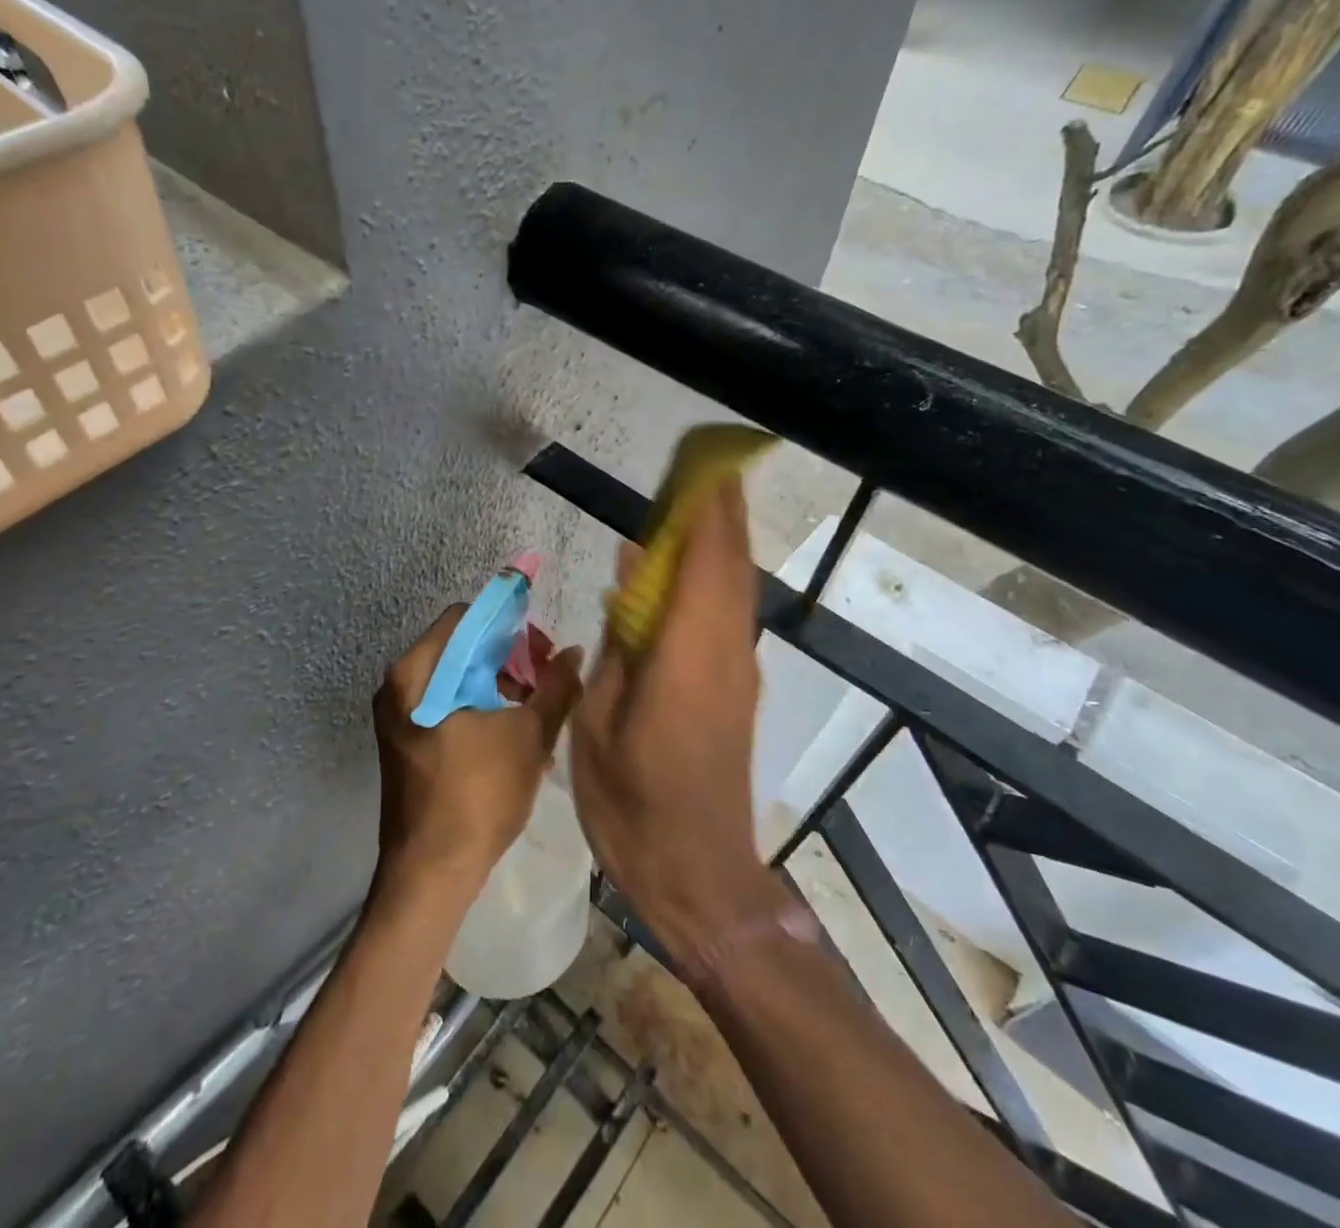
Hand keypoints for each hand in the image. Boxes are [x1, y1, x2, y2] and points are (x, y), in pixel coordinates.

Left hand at [373, 605, 584, 894]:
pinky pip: (448, 705)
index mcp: (416, 673)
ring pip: (457, 678)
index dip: (509, 626)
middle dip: (509, 659)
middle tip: (545, 683)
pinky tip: (515, 735)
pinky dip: (482, 708)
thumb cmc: (477, 795)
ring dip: (499, 685)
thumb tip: (574, 653)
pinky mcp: (408, 741)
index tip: (542, 652)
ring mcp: (399, 716)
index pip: (466, 617)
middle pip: (461, 647)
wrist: (430, 874)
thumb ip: (554, 688)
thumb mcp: (527, 736)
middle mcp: (398, 685)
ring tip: (535, 712)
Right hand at [570, 478, 782, 970]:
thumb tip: (629, 572)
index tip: (699, 465)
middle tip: (705, 471)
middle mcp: (725, 651)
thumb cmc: (631, 801)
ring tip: (700, 507)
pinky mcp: (739, 689)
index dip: (704, 508)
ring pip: (739, 588)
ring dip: (724, 542)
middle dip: (722, 512)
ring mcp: (739, 671)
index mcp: (686, 653)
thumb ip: (622, 637)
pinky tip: (692, 574)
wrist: (696, 874)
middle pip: (731, 564)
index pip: (701, 560)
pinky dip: (719, 579)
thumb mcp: (601, 717)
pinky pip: (732, 615)